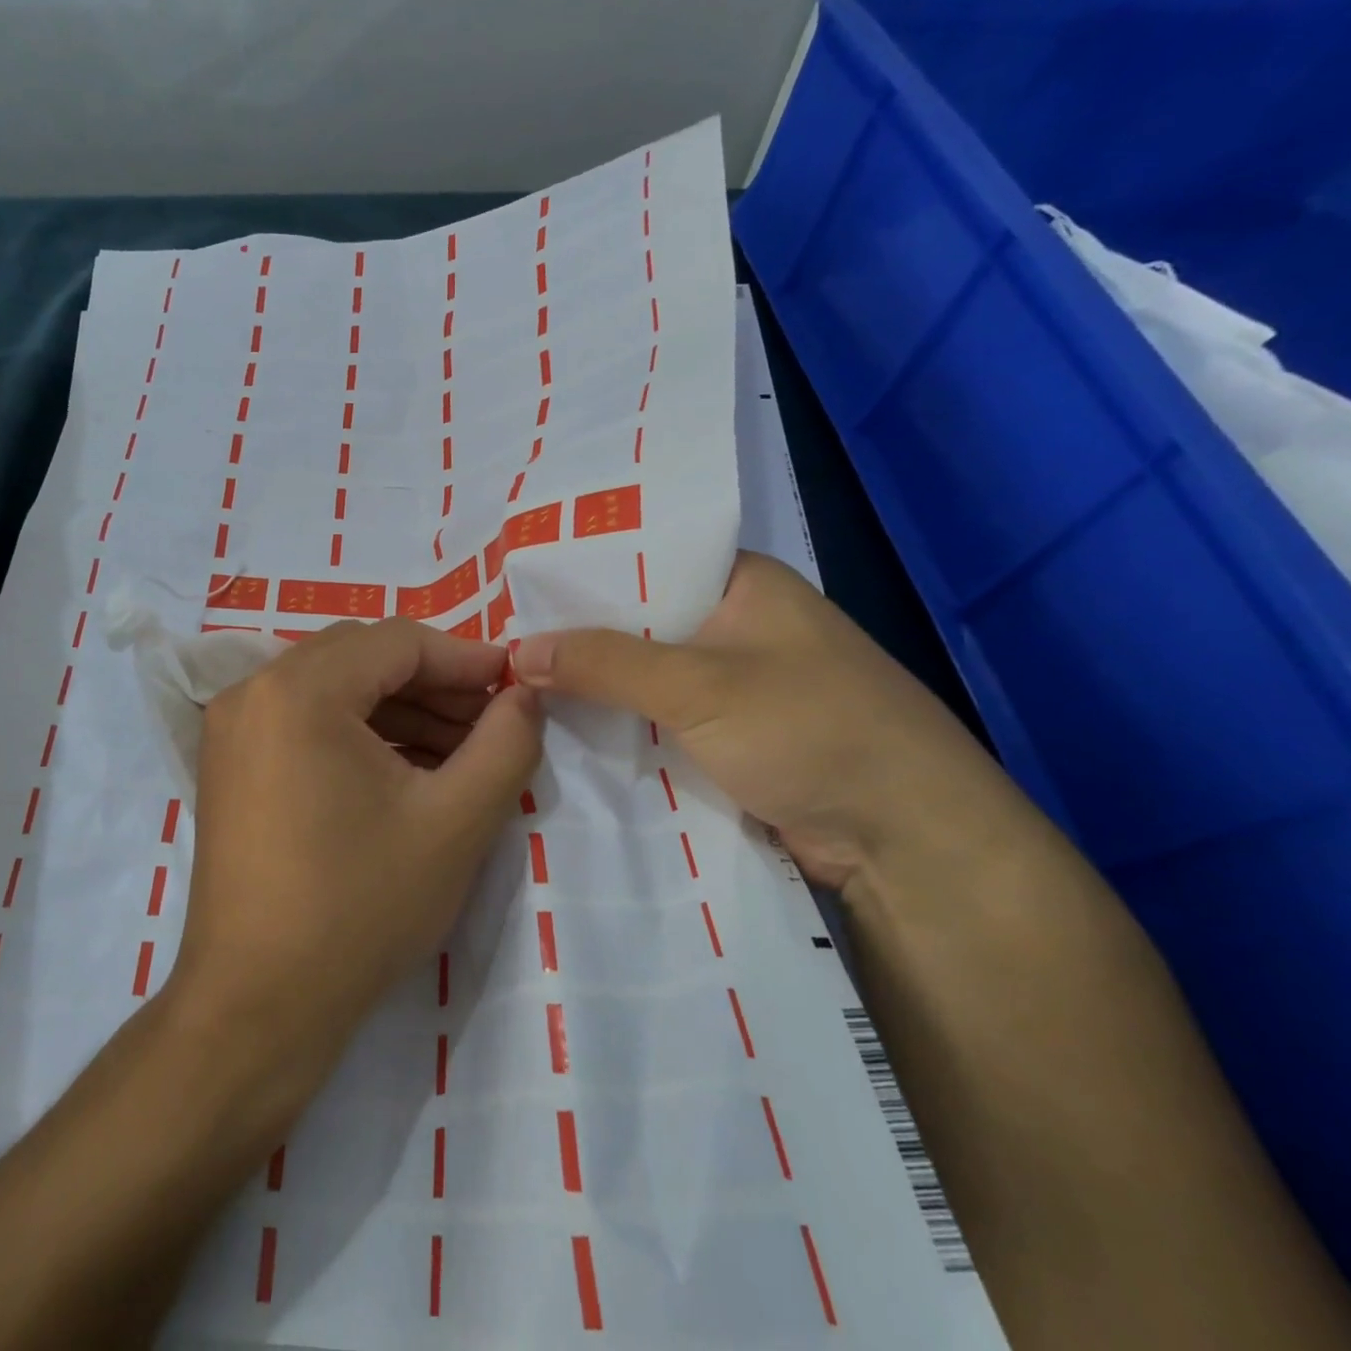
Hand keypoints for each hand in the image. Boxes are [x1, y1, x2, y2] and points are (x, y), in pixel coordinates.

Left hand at [170, 618, 542, 1106]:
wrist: (256, 1006)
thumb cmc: (359, 907)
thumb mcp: (455, 823)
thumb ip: (506, 744)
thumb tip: (525, 696)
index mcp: (299, 689)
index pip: (398, 642)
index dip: (465, 659)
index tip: (514, 686)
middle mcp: (253, 691)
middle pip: (362, 657)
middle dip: (433, 685)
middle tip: (489, 723)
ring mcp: (232, 729)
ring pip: (334, 689)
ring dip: (399, 710)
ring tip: (459, 753)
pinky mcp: (230, 765)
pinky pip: (305, 722)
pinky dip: (359, 734)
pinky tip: (406, 772)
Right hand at [512, 551, 1023, 888]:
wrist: (909, 841)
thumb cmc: (814, 731)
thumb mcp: (701, 685)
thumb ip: (605, 663)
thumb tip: (517, 651)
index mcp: (739, 583)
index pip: (639, 560)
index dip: (576, 575)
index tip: (507, 590)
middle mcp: (732, 625)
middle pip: (634, 623)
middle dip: (573, 638)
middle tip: (491, 643)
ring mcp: (729, 686)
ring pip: (639, 677)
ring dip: (589, 688)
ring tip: (506, 684)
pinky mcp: (725, 739)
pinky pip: (653, 721)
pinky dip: (614, 726)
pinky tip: (556, 730)